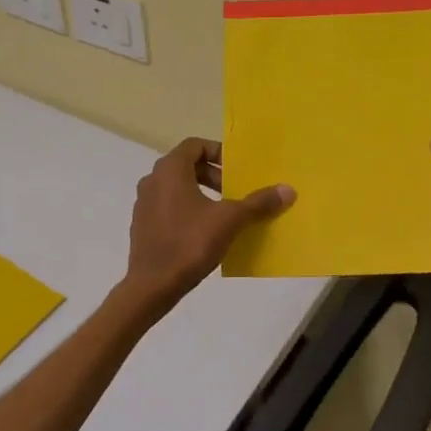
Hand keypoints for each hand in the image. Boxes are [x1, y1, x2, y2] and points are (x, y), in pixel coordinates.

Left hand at [119, 138, 293, 314]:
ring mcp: (143, 203)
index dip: (218, 152)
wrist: (152, 285)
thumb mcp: (230, 220)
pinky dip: (187, 210)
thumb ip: (258, 203)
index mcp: (170, 170)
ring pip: (176, 187)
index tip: (236, 170)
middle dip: (213, 175)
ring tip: (223, 213)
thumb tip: (288, 189)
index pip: (195, 145)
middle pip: (186, 165)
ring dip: (201, 193)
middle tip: (233, 192)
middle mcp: (152, 180)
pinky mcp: (142, 225)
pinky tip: (204, 232)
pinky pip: (167, 207)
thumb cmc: (190, 243)